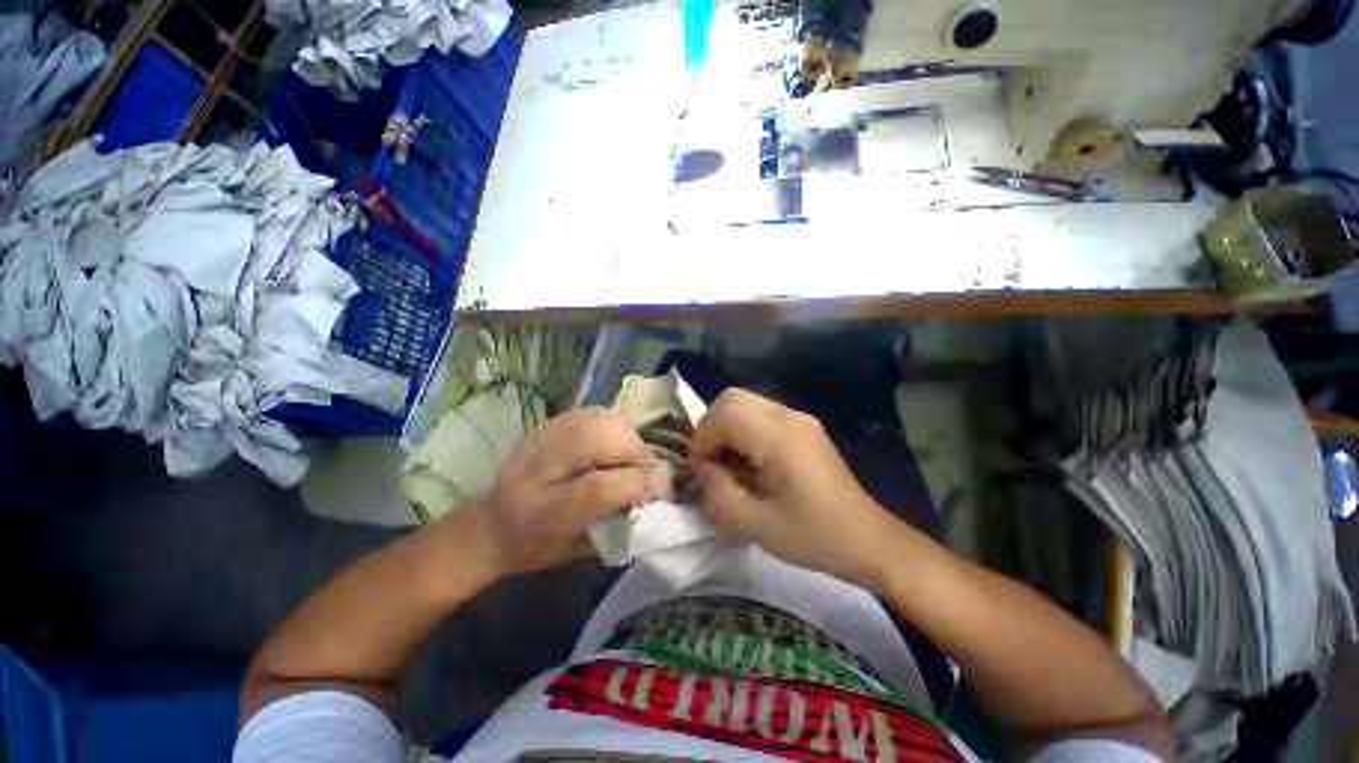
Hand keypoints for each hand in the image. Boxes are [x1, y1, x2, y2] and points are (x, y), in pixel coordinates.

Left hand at [462, 408, 663, 576]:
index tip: (660, 488)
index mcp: (542, 513)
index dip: (637, 484)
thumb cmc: (536, 546)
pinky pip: (593, 413)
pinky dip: (614, 425)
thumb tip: (655, 496)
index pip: (599, 488)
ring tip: (632, 455)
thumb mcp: (576, 552)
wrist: (490, 523)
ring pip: (599, 419)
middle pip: (599, 439)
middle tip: (646, 469)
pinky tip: (616, 442)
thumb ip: (618, 527)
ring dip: (627, 436)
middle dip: (635, 452)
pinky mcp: (547, 424)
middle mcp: (538, 469)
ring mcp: (541, 439)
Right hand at [688, 388, 900, 587]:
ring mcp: (798, 417)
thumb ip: (717, 492)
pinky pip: (759, 412)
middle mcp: (788, 416)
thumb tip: (701, 467)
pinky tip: (750, 460)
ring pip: (744, 402)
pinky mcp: (802, 425)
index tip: (702, 472)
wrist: (867, 539)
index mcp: (779, 436)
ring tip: (729, 463)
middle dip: (710, 428)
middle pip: (731, 399)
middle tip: (712, 463)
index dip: (702, 440)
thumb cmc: (813, 536)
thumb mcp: (755, 525)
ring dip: (725, 427)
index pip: (724, 415)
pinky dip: (742, 429)